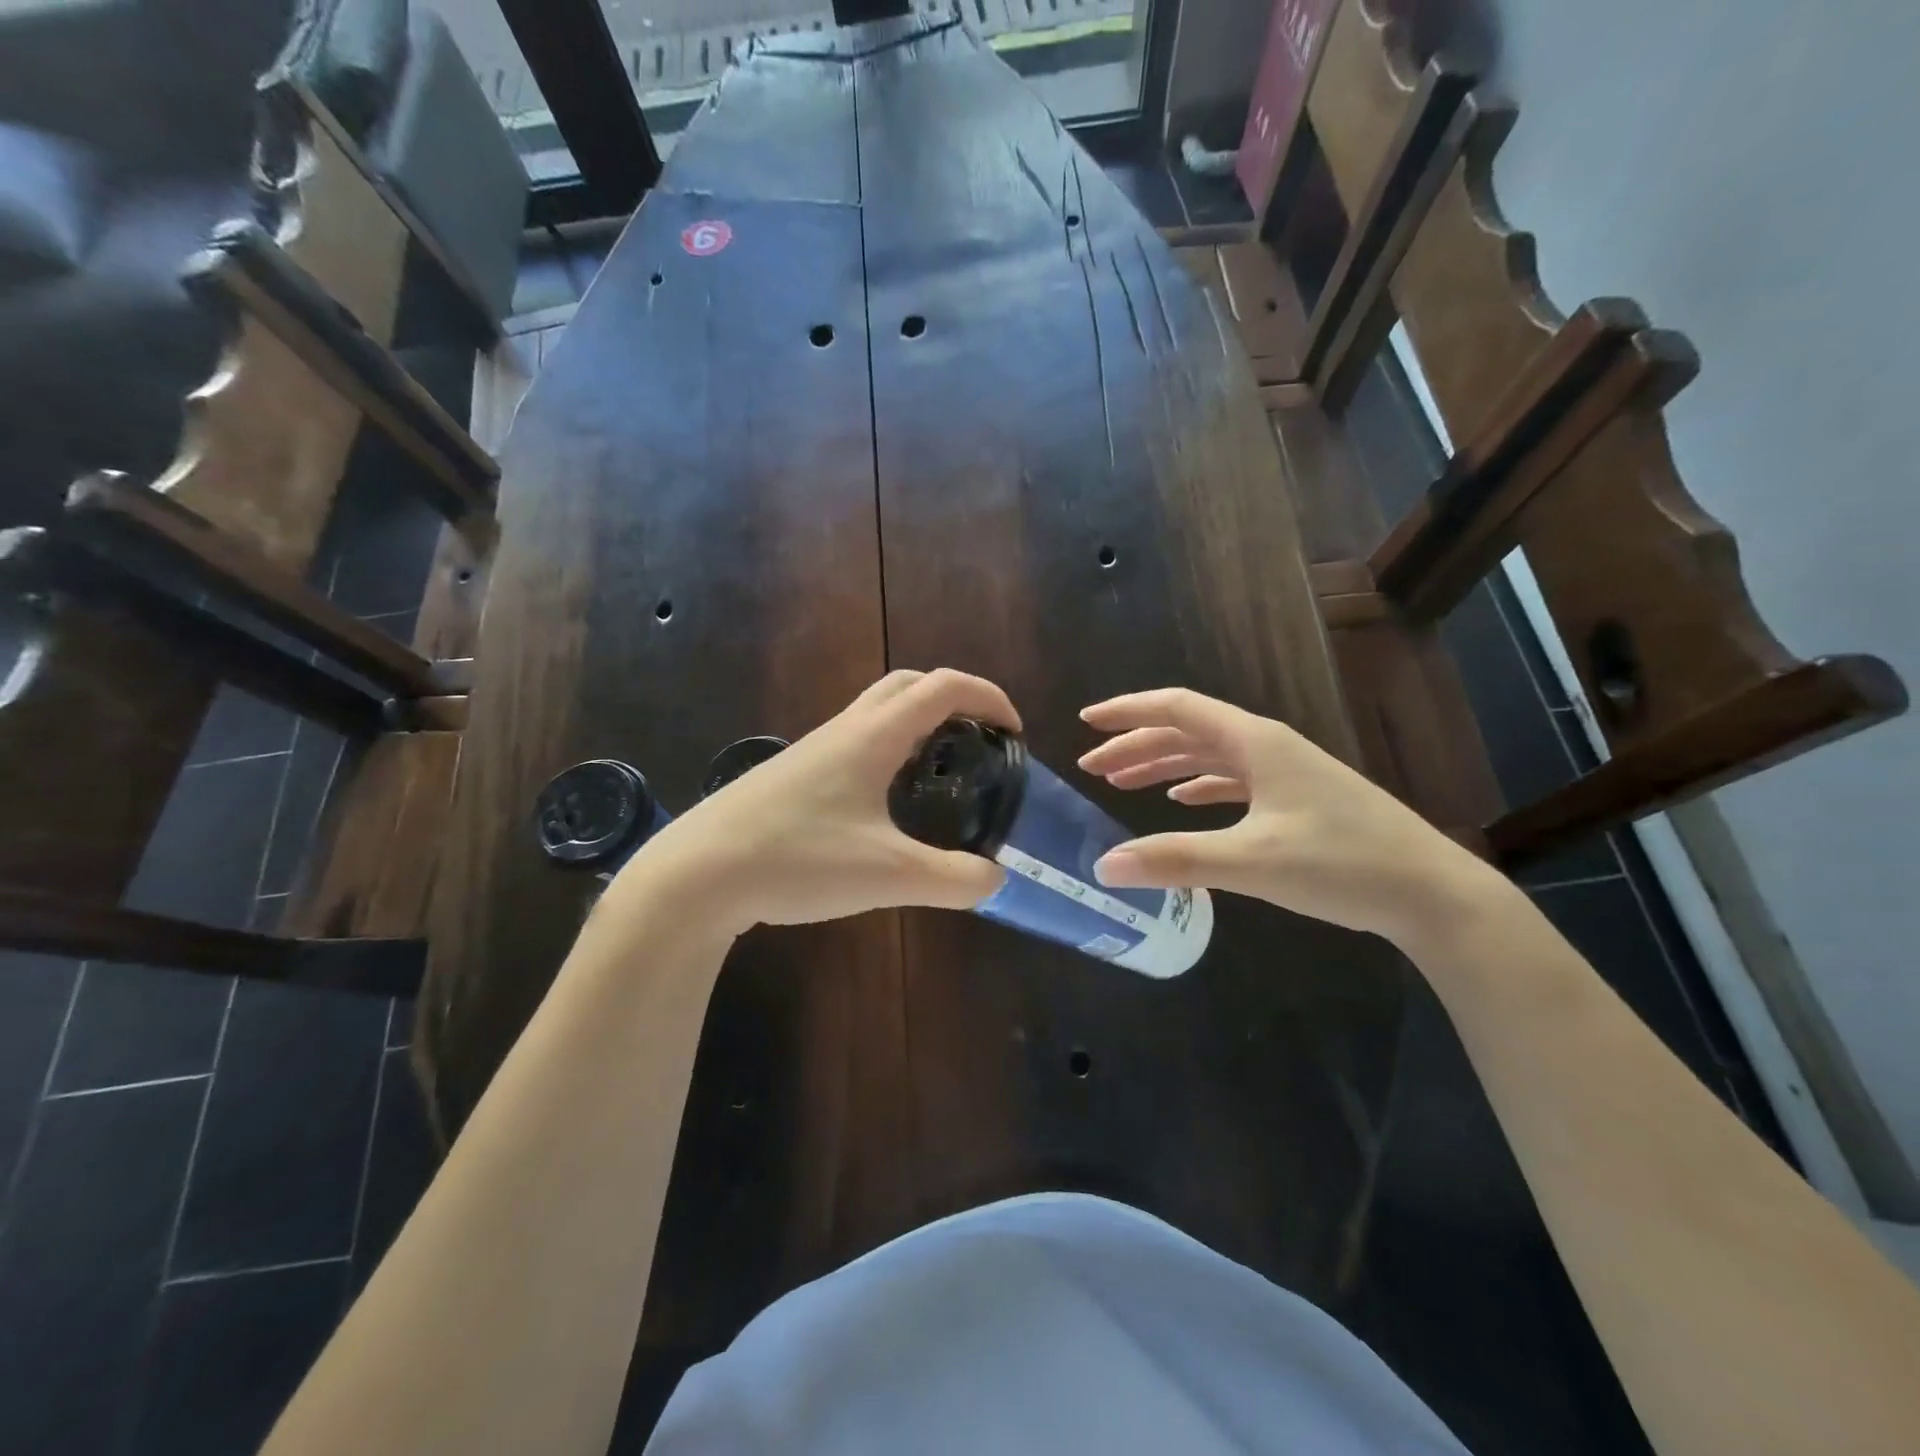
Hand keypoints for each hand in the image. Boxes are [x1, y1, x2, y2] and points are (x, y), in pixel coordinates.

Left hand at [614, 669, 1016, 935]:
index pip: (943, 687)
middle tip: (978, 742)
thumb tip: (995, 879)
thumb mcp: (888, 875)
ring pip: (875, 713)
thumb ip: (952, 879)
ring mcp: (812, 751)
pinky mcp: (791, 778)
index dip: (988, 697)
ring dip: (916, 725)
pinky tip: (885, 806)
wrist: (697, 874)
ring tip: (939, 774)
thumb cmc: (797, 859)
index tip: (1014, 731)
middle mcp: (843, 730)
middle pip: (907, 685)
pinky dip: (886, 752)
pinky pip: (853, 743)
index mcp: (872, 736)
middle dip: (952, 700)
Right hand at [1078, 688, 1502, 948]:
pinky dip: (1198, 784)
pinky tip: (1183, 801)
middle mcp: (1267, 746)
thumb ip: (1175, 860)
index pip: (1177, 709)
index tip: (1086, 724)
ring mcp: (1285, 771)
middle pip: (1188, 731)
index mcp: (1255, 742)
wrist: (1431, 892)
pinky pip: (1233, 779)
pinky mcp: (1297, 798)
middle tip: (1093, 768)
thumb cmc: (1342, 864)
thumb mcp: (1252, 863)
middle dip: (1136, 745)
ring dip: (1163, 764)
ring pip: (1209, 755)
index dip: (1128, 712)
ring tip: (1123, 783)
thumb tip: (1104, 866)